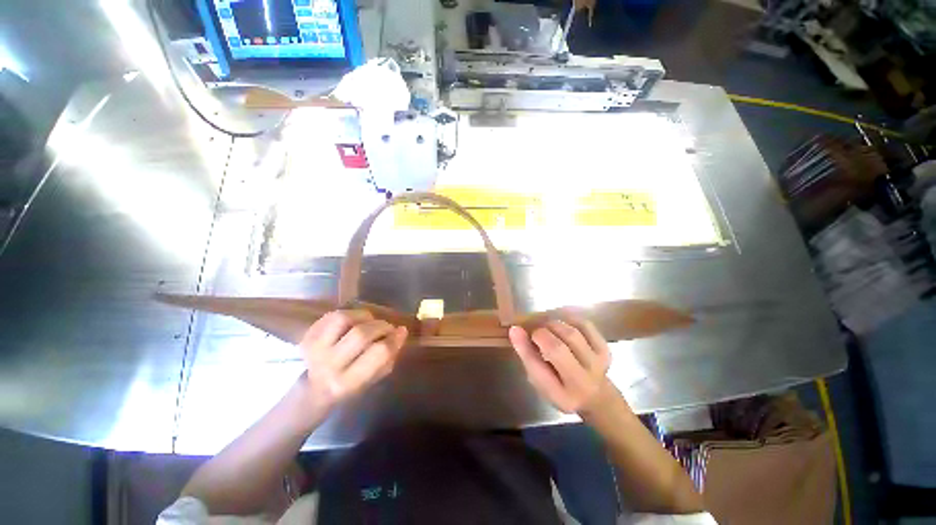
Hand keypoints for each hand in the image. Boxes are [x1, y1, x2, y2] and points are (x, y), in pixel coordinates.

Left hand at [299, 310, 407, 412]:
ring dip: (363, 317)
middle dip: (381, 326)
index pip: (379, 353)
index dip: (394, 339)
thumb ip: (389, 357)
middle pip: (361, 334)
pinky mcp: (308, 336)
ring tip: (369, 321)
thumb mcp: (373, 379)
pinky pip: (333, 315)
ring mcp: (314, 349)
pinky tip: (355, 321)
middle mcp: (329, 365)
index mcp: (347, 382)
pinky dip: (349, 314)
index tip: (402, 332)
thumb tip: (401, 332)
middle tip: (387, 328)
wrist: (312, 390)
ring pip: (344, 319)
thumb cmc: (349, 386)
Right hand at [508, 319, 610, 413]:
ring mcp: (598, 364)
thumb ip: (528, 356)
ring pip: (571, 333)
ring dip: (554, 325)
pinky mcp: (605, 348)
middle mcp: (583, 382)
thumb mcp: (540, 380)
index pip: (539, 369)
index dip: (525, 346)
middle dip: (541, 333)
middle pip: (558, 348)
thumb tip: (515, 329)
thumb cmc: (561, 388)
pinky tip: (562, 323)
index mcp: (561, 395)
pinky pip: (585, 325)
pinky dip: (569, 319)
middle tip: (535, 332)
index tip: (515, 329)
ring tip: (548, 328)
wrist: (596, 395)